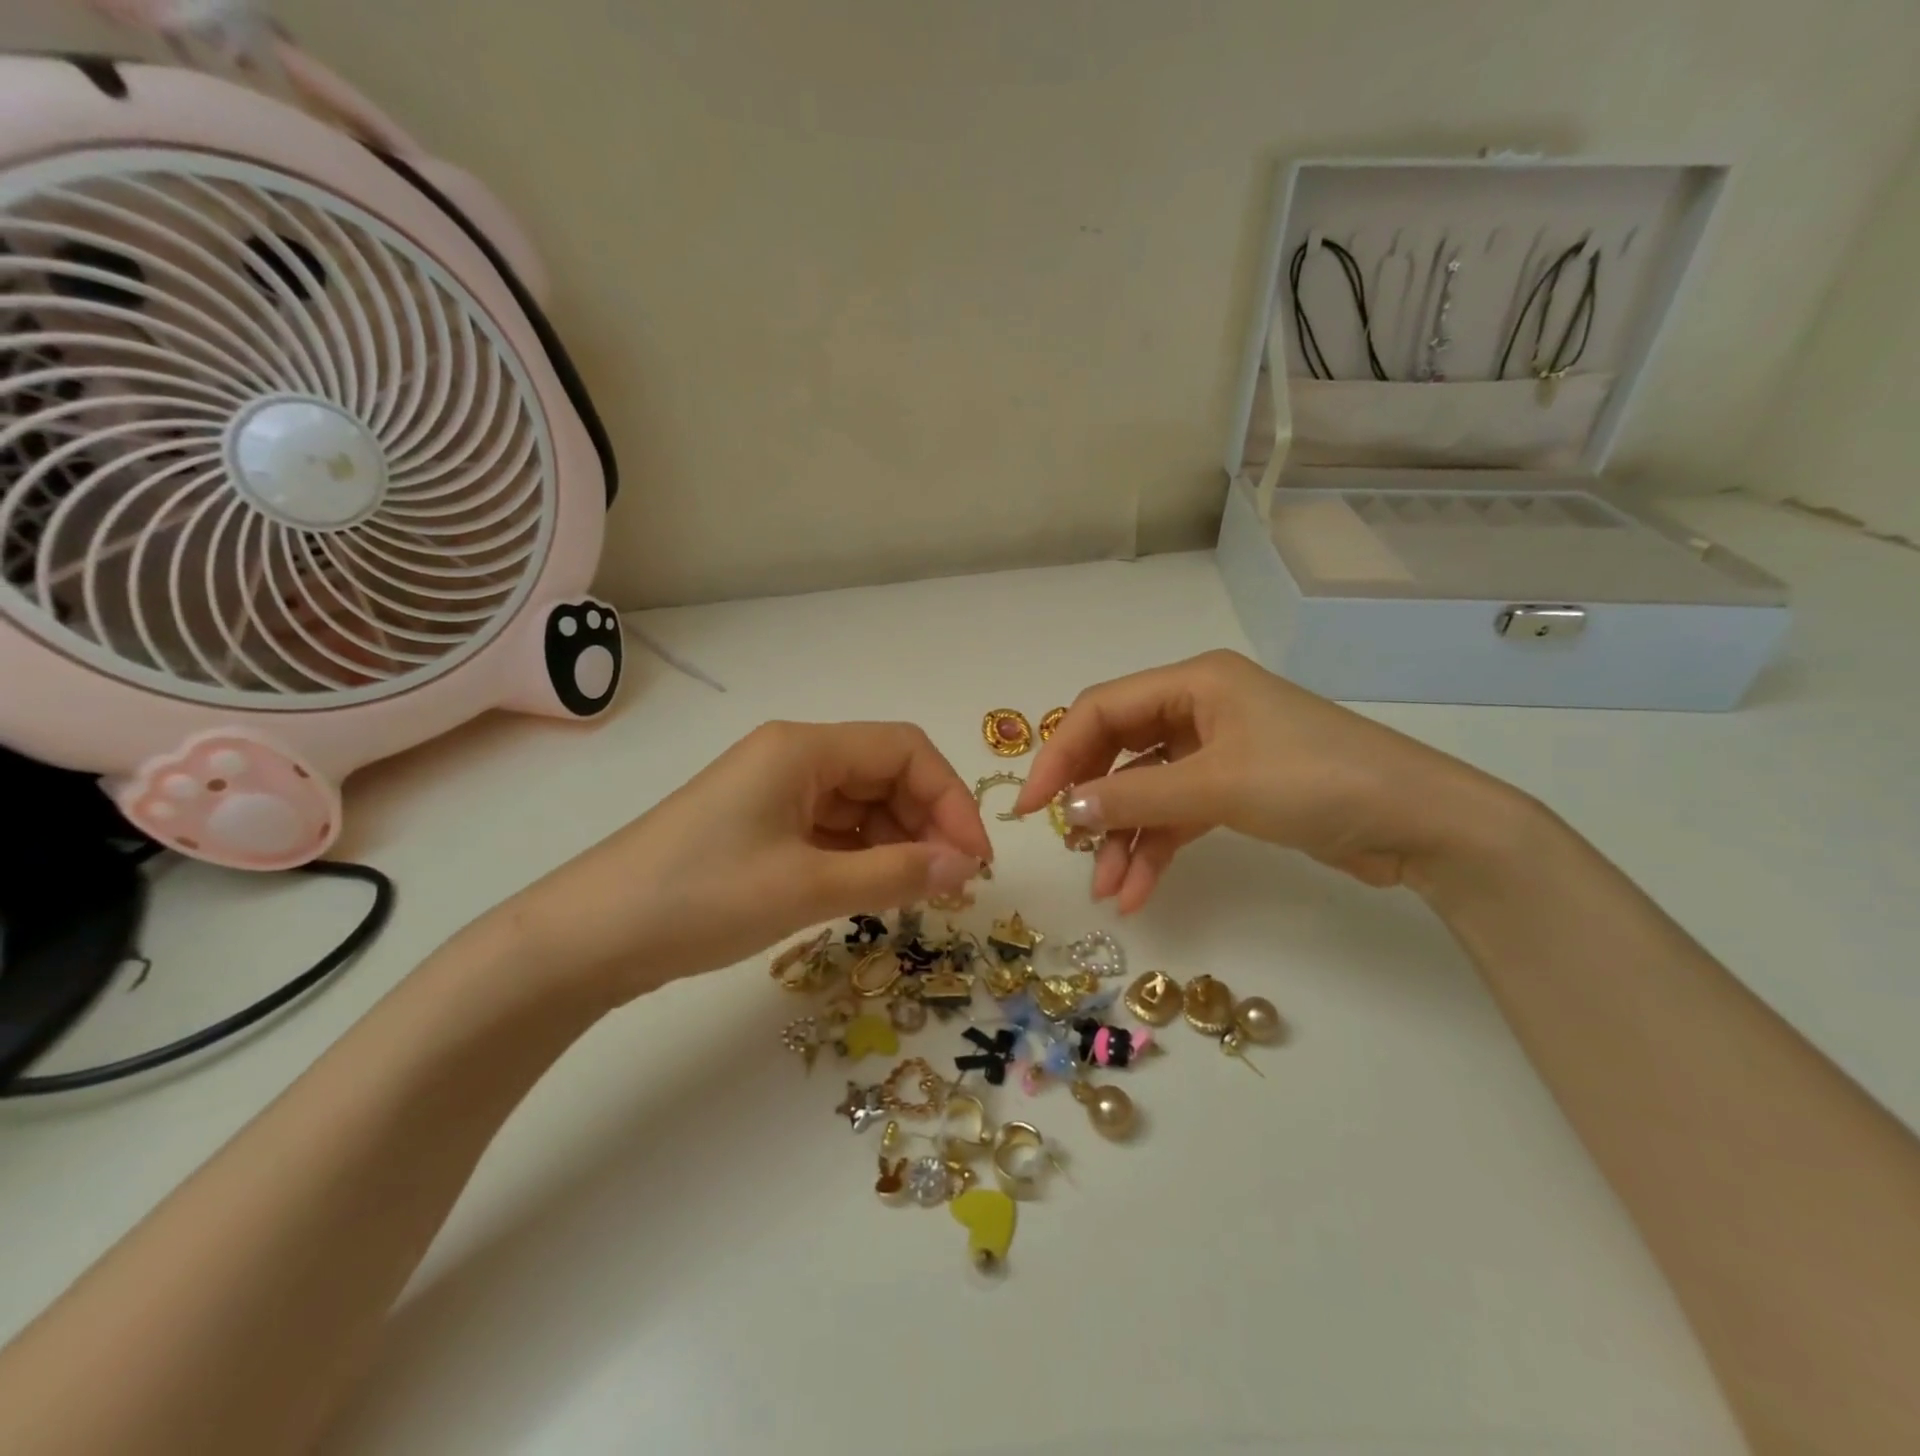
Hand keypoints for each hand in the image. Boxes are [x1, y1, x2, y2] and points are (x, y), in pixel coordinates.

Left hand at [505, 722, 991, 1002]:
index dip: (950, 799)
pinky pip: (830, 830)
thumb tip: (966, 868)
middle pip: (885, 774)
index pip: (905, 750)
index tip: (974, 860)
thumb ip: (896, 874)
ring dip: (897, 843)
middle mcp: (793, 758)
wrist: (588, 938)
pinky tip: (875, 891)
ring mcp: (774, 793)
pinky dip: (862, 856)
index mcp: (805, 748)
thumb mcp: (808, 887)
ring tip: (918, 894)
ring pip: (860, 805)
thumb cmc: (701, 898)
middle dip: (927, 823)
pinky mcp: (759, 827)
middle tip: (951, 884)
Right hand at [1012, 650, 1520, 912]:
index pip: (1102, 710)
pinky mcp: (1236, 790)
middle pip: (1118, 750)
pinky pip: (1176, 815)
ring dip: (1123, 839)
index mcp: (1193, 682)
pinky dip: (1155, 850)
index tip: (1032, 807)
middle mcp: (1199, 708)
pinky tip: (1138, 891)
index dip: (1059, 755)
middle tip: (1068, 845)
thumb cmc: (1316, 780)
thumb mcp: (1217, 785)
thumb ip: (1135, 797)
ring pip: (1146, 791)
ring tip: (1108, 891)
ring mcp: (1217, 751)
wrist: (1420, 824)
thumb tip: (1068, 809)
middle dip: (1093, 801)